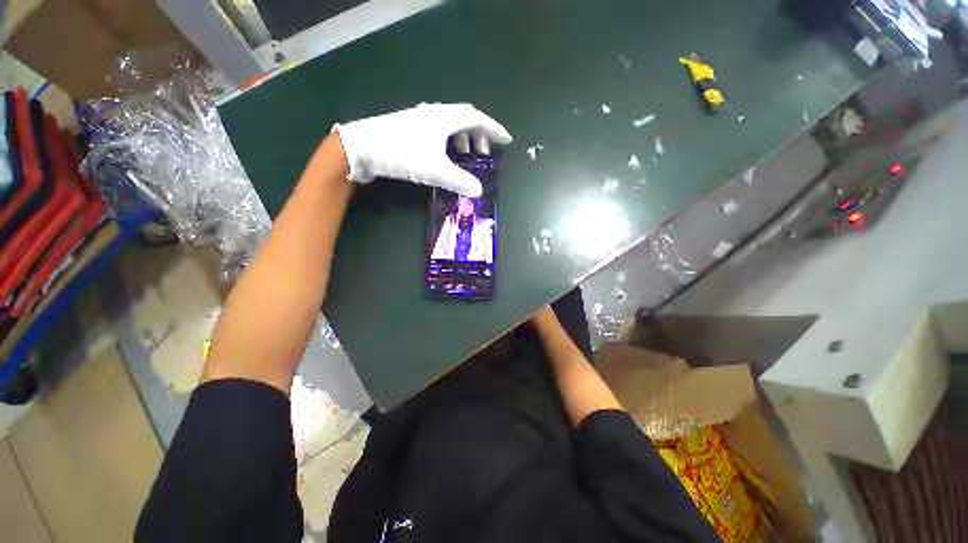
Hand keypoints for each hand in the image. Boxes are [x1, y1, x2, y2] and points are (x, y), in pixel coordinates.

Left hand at [333, 103, 511, 196]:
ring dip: (463, 140)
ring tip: (467, 158)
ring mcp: (421, 120)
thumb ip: (459, 181)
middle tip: (484, 155)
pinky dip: (449, 143)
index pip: (477, 119)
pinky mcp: (411, 129)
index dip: (494, 129)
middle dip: (479, 136)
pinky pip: (439, 132)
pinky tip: (446, 157)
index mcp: (443, 118)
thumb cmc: (401, 153)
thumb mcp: (434, 170)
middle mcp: (434, 114)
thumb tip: (478, 191)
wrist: (361, 148)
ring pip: (450, 126)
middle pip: (464, 120)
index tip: (506, 140)